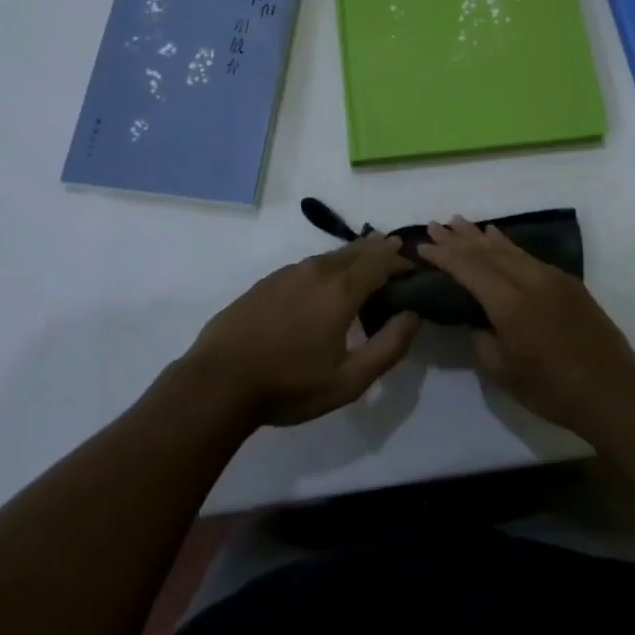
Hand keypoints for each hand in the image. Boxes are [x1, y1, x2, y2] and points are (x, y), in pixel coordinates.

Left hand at [183, 234, 419, 427]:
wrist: (218, 381)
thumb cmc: (289, 384)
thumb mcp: (348, 380)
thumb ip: (388, 346)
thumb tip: (413, 315)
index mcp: (341, 289)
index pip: (381, 261)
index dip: (402, 262)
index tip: (416, 269)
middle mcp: (317, 270)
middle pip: (357, 250)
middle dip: (380, 250)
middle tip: (397, 255)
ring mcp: (289, 272)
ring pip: (331, 256)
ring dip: (354, 257)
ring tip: (366, 265)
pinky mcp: (268, 281)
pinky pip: (309, 266)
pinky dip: (328, 267)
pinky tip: (325, 284)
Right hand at [421, 216, 634, 439]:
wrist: (613, 390)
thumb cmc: (553, 389)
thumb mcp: (503, 372)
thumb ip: (482, 340)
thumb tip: (477, 320)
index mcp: (509, 303)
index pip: (469, 268)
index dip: (444, 256)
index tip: (422, 246)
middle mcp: (529, 280)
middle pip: (486, 252)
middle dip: (458, 239)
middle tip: (434, 226)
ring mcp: (550, 277)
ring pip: (508, 249)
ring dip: (481, 236)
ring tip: (459, 222)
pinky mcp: (566, 282)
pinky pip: (527, 255)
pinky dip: (507, 245)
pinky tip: (497, 238)